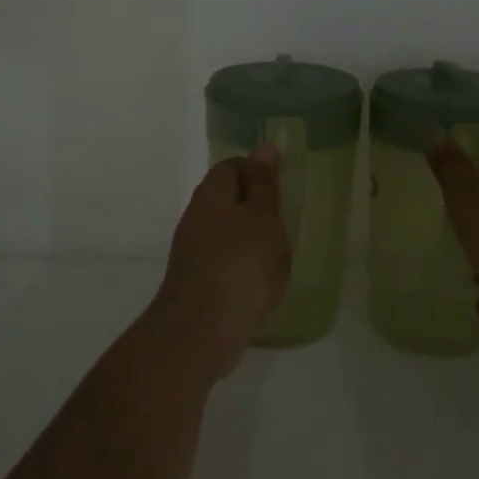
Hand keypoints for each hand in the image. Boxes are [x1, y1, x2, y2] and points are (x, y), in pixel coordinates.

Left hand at [145, 147, 290, 377]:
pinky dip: (244, 265)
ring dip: (250, 238)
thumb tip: (264, 147)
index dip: (256, 171)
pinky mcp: (197, 283)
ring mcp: (193, 253)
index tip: (282, 185)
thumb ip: (265, 186)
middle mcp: (196, 219)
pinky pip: (224, 261)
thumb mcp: (263, 219)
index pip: (230, 168)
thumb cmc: (240, 265)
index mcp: (210, 196)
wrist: (201, 331)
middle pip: (225, 200)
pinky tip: (262, 281)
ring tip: (279, 252)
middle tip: (285, 218)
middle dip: (255, 206)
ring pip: (225, 232)